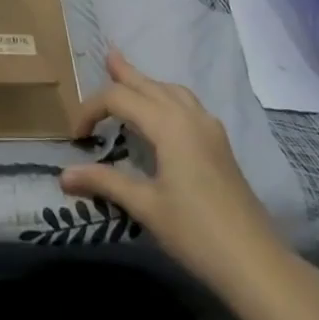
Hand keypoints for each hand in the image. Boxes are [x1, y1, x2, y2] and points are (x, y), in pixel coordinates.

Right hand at [61, 50, 295, 297]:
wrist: (255, 262)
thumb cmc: (195, 232)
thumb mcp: (145, 206)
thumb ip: (105, 182)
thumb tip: (63, 175)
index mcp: (168, 124)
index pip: (120, 99)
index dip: (92, 109)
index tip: (77, 136)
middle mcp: (189, 116)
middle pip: (150, 85)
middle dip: (126, 73)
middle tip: (108, 56)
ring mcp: (210, 129)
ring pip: (173, 91)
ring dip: (149, 84)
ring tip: (133, 79)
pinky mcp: (220, 145)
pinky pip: (189, 105)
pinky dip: (168, 98)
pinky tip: (165, 114)